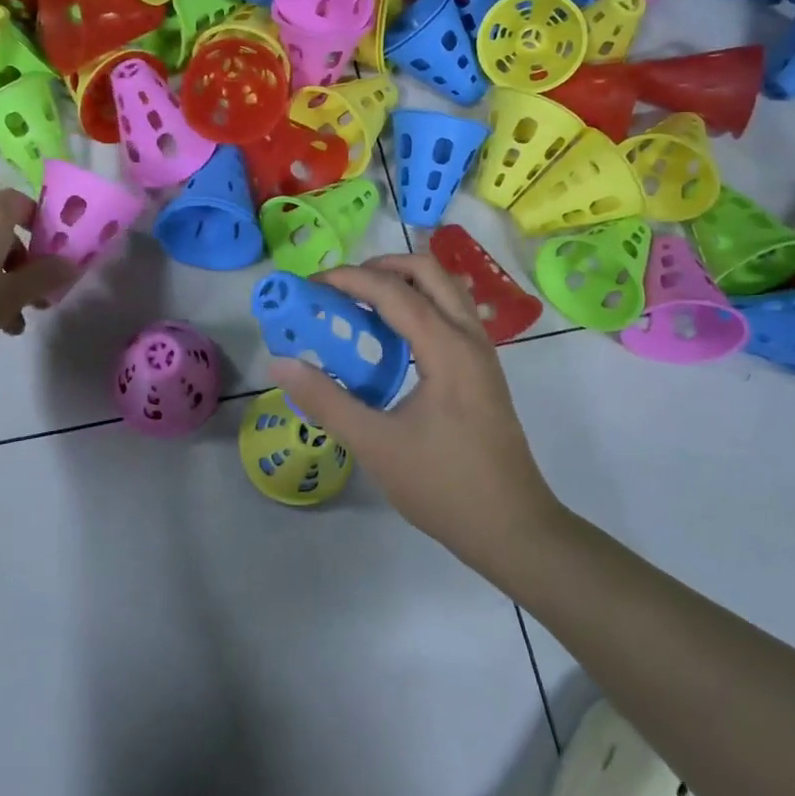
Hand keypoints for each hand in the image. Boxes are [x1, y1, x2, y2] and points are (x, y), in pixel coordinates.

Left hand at [0, 191, 75, 367]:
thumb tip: (70, 261)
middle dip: (26, 264)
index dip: (43, 222)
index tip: (54, 254)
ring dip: (3, 282)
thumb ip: (42, 279)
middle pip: (6, 233)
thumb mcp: (7, 299)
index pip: (23, 202)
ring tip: (10, 324)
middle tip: (37, 297)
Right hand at [269, 254, 560, 578]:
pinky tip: (392, 339)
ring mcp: (482, 352)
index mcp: (446, 348)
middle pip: (428, 271)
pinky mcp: (483, 370)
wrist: (513, 528)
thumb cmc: (444, 486)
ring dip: (403, 283)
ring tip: (362, 304)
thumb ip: (326, 400)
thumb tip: (280, 363)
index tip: (310, 286)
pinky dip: (419, 305)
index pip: (393, 291)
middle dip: (381, 267)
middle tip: (341, 287)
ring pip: (445, 289)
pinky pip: (451, 313)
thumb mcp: (375, 445)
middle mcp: (469, 337)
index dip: (348, 279)